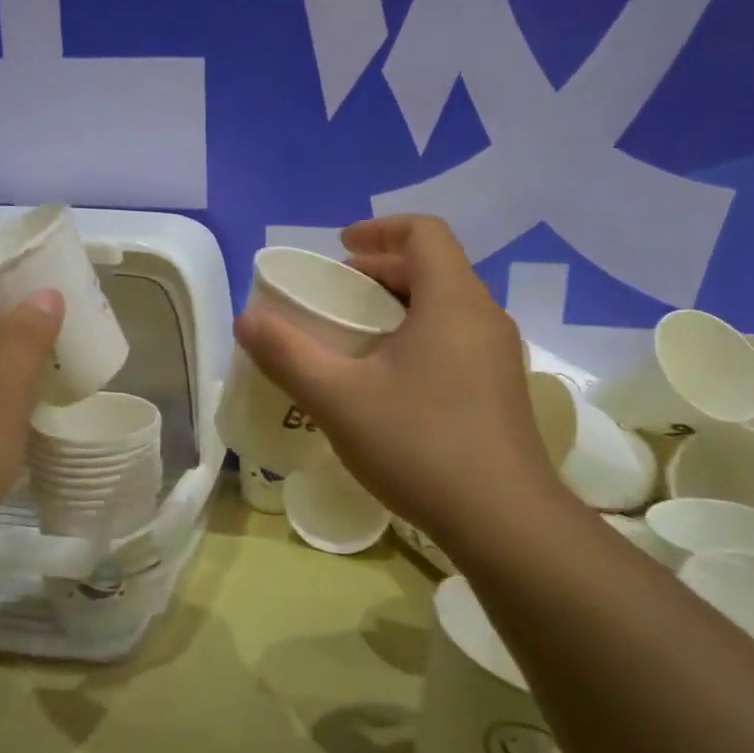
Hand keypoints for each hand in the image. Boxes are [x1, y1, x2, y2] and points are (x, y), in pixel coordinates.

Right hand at [235, 216, 562, 538]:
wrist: (506, 523)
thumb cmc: (421, 445)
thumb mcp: (339, 399)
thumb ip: (288, 354)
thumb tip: (247, 319)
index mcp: (452, 300)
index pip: (424, 231)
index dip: (379, 228)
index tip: (340, 249)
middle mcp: (484, 316)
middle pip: (433, 267)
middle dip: (380, 270)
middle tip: (336, 296)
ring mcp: (500, 354)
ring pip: (446, 305)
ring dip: (399, 305)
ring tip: (357, 337)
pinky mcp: (502, 388)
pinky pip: (457, 337)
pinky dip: (419, 335)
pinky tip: (390, 381)